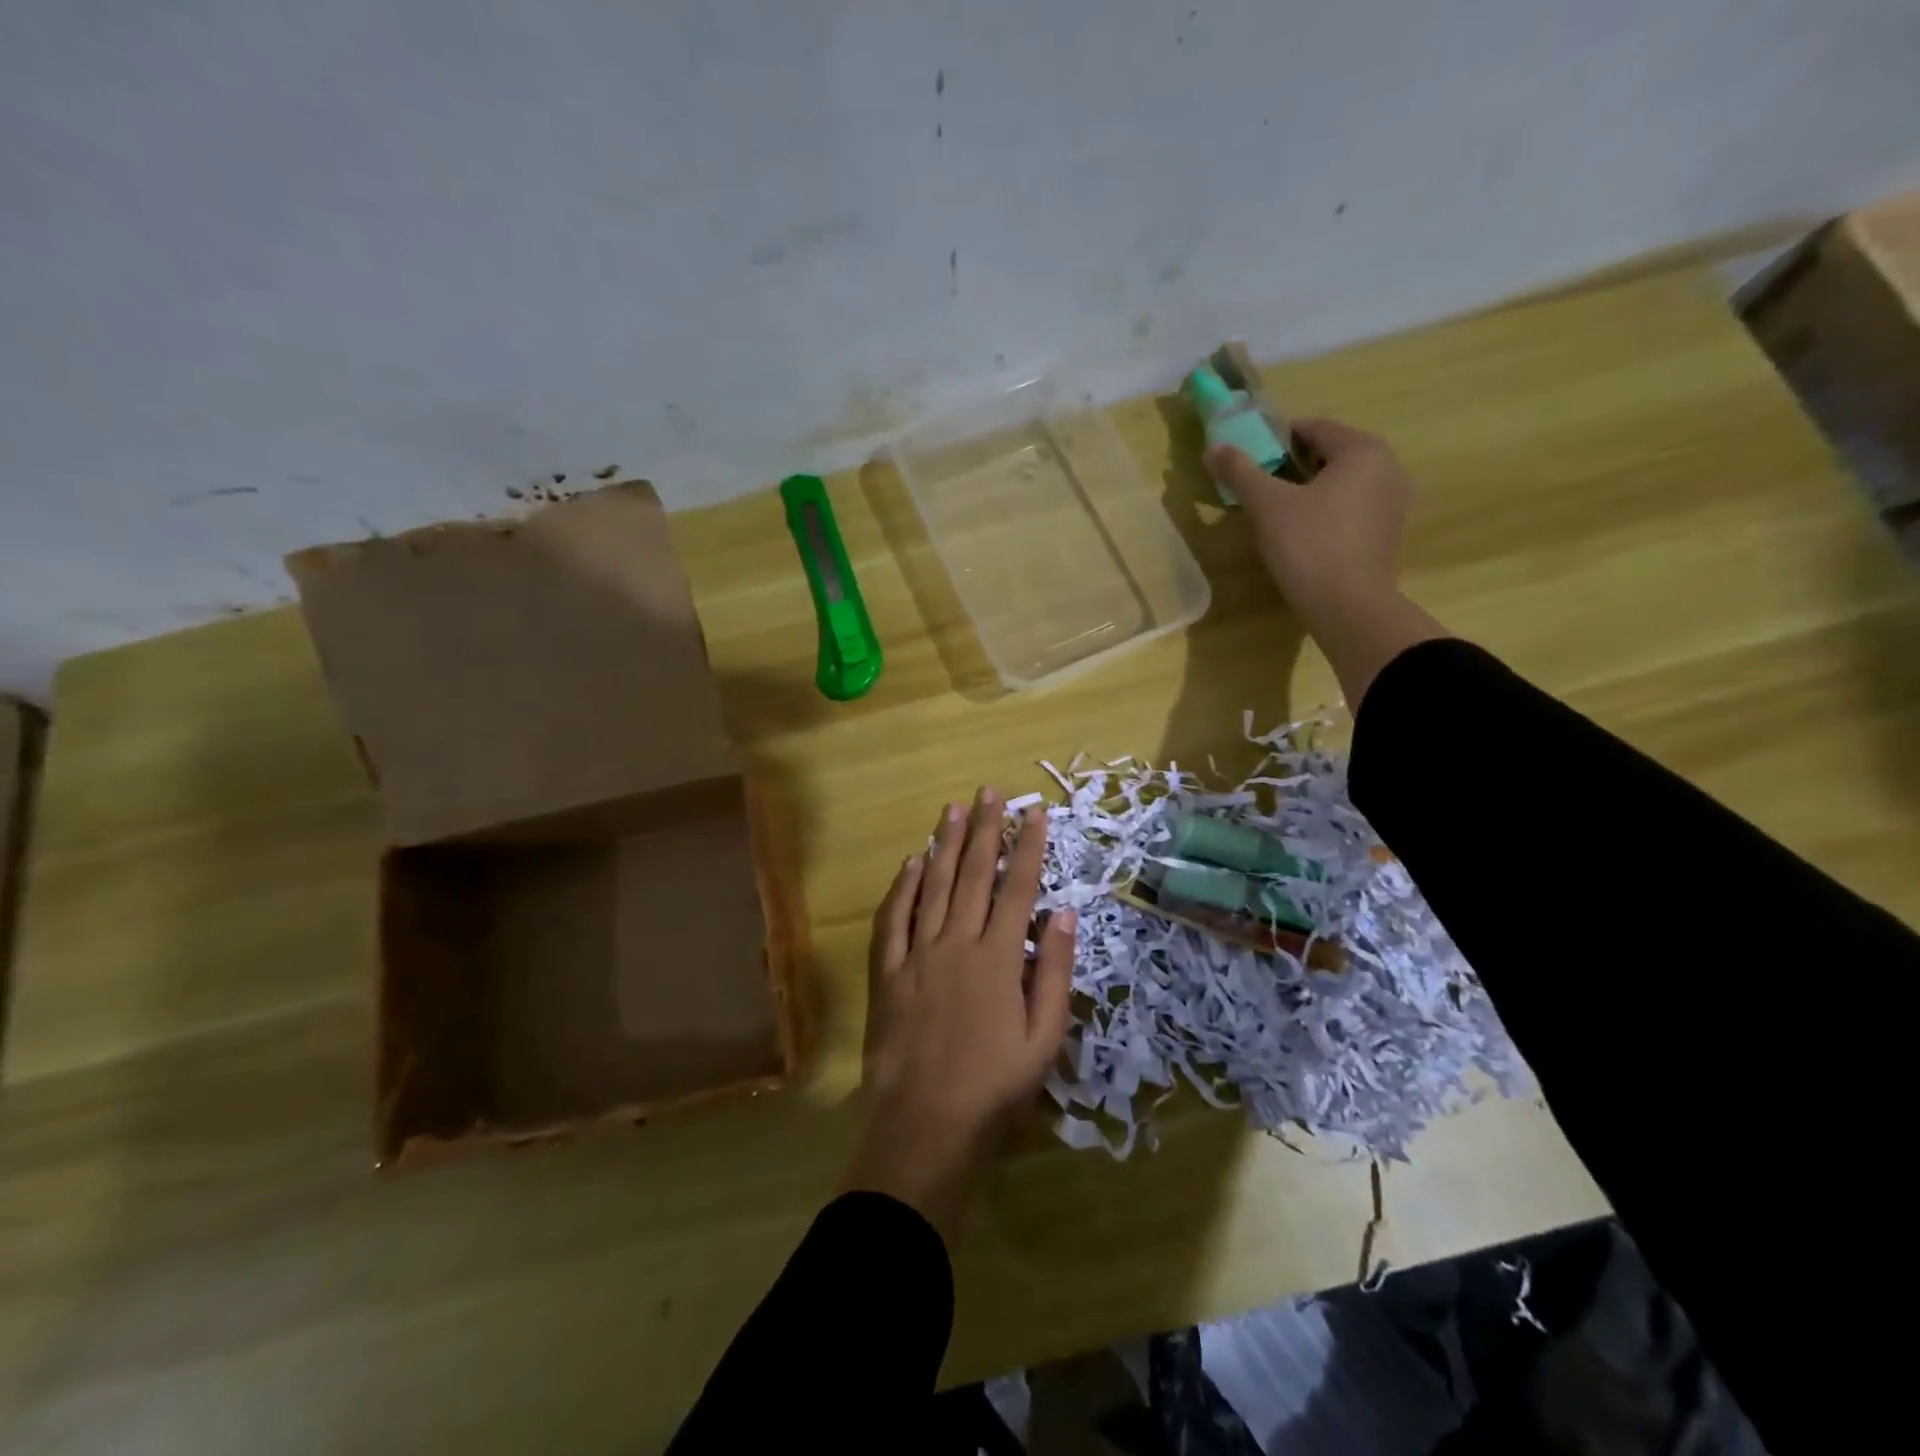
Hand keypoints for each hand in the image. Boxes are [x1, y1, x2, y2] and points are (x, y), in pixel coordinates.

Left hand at [839, 788, 1077, 1244]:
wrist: (926, 1122)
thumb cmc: (995, 1086)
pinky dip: (902, 887)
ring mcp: (918, 954)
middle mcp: (957, 942)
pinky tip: (911, 863)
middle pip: (972, 874)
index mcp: (998, 957)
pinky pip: (894, 919)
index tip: (1034, 812)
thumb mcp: (1045, 1038)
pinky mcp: (889, 972)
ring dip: (944, 845)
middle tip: (987, 792)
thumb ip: (1054, 971)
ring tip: (952, 810)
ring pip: (932, 886)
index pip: (1017, 887)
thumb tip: (1063, 912)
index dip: (1027, 846)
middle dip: (984, 829)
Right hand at [1206, 417, 1413, 626]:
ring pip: (1340, 483)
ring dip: (1307, 491)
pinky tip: (1302, 536)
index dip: (1275, 439)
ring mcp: (1392, 503)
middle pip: (1328, 455)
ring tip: (1276, 515)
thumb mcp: (1266, 505)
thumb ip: (1240, 471)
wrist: (1348, 608)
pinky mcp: (1387, 534)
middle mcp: (1387, 467)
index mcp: (1363, 450)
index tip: (1248, 460)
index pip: (1313, 428)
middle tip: (1258, 489)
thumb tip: (1213, 448)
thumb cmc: (1308, 546)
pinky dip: (1325, 512)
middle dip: (1291, 467)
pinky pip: (1350, 509)